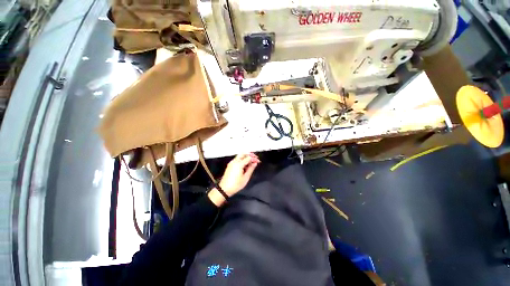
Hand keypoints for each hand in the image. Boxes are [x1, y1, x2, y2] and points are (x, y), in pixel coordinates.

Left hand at [208, 153, 259, 206]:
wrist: (224, 189)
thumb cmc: (235, 185)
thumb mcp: (246, 177)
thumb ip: (251, 169)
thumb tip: (255, 163)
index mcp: (239, 164)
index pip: (248, 157)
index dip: (254, 159)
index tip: (258, 161)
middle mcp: (234, 162)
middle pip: (243, 154)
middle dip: (250, 155)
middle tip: (255, 159)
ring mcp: (231, 163)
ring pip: (240, 156)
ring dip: (246, 157)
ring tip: (251, 163)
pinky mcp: (230, 165)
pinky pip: (237, 159)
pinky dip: (242, 160)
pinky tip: (245, 165)